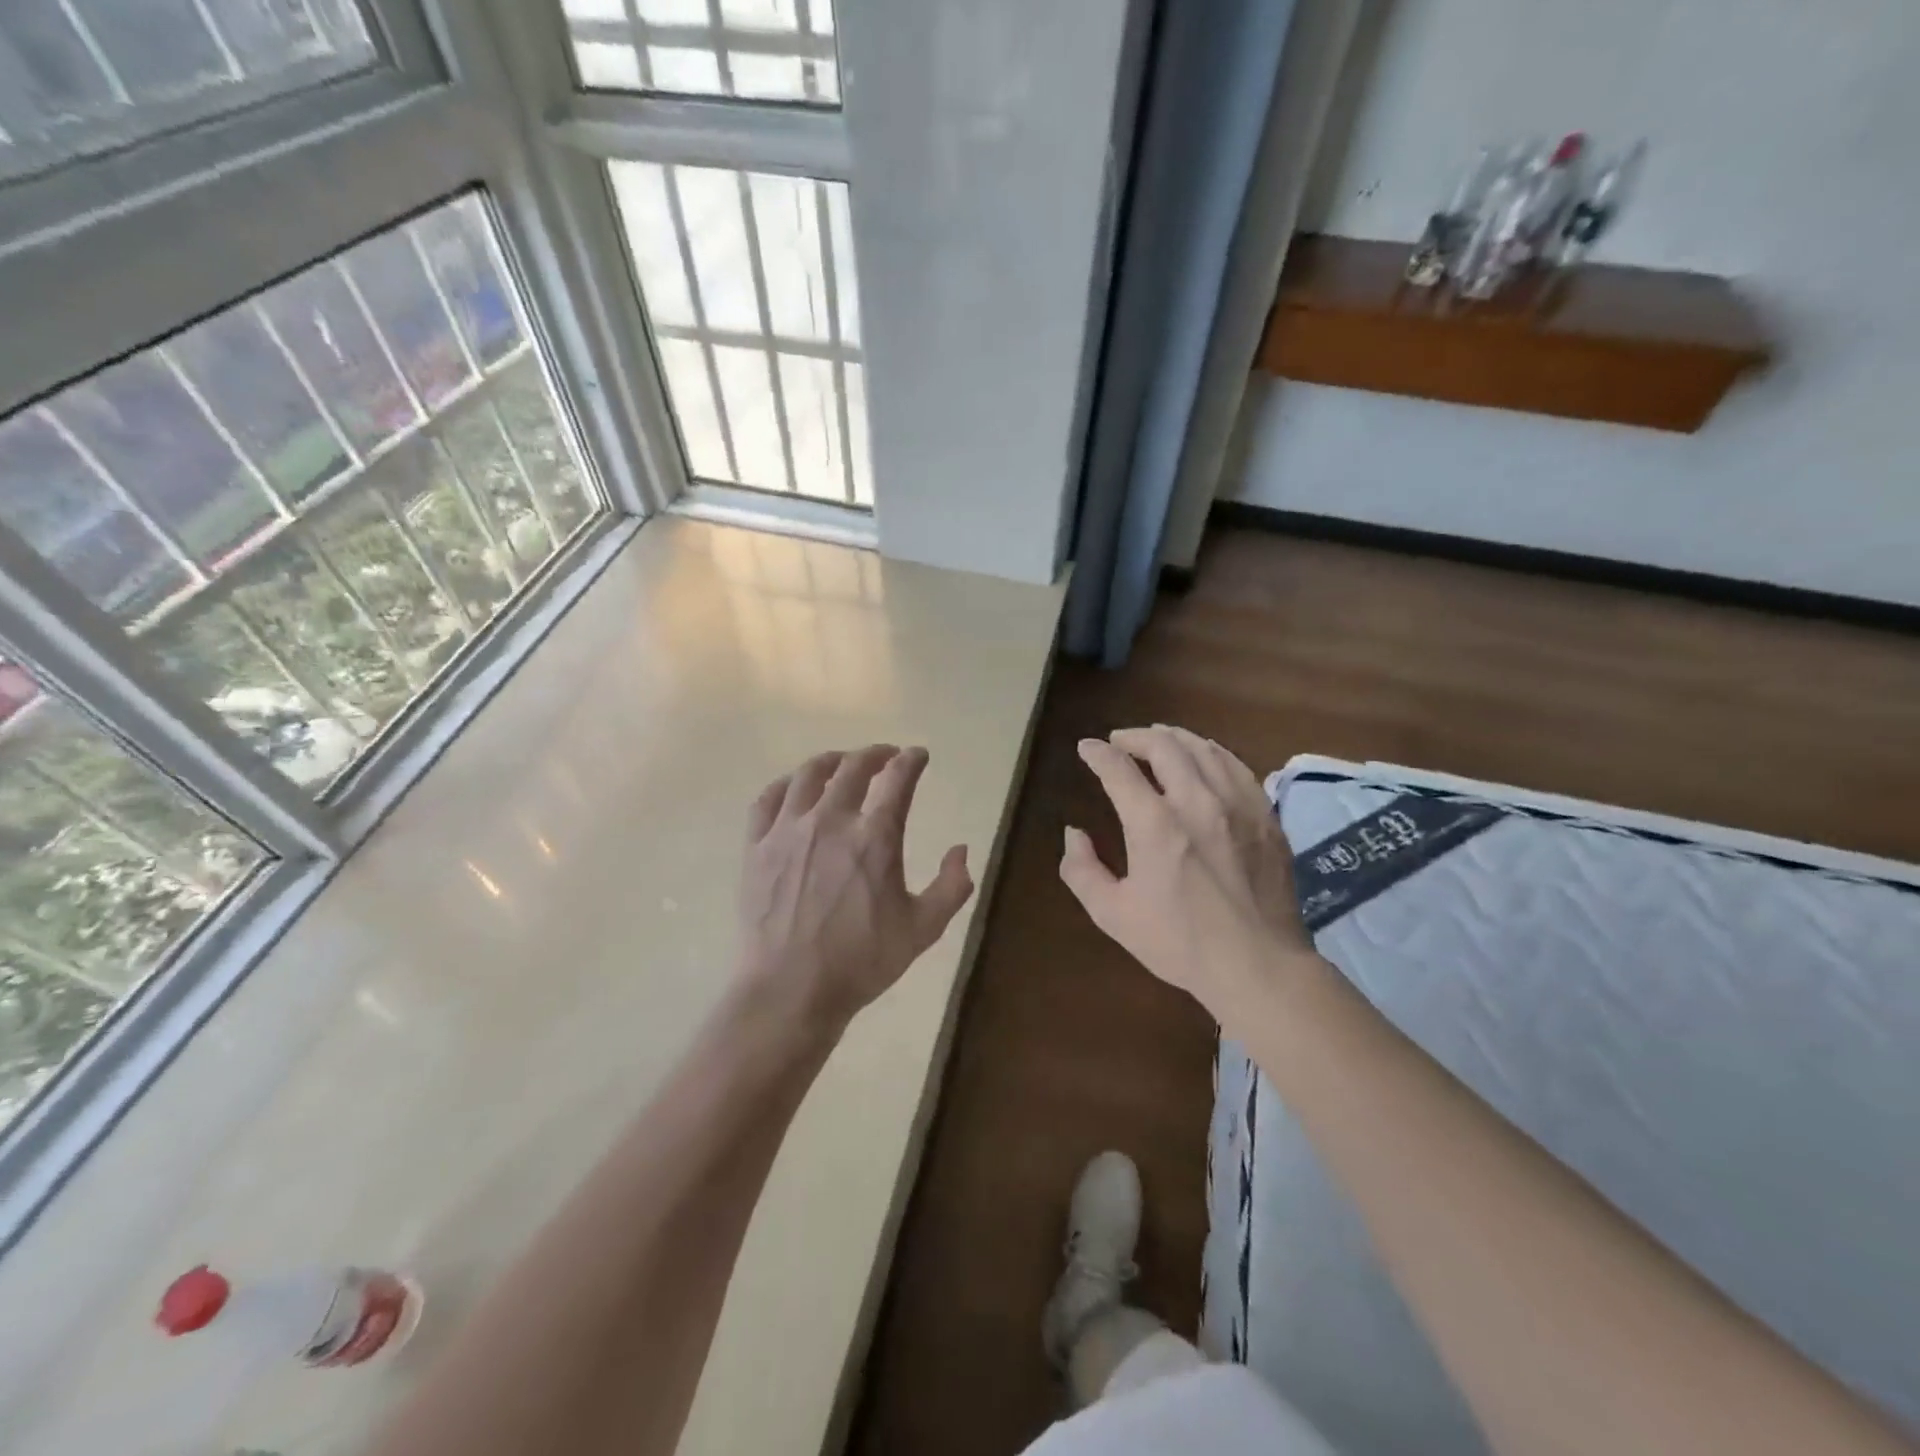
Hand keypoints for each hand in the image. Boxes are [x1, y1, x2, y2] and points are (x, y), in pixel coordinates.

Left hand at [740, 745, 973, 1030]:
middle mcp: (830, 820)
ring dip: (832, 761)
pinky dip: (787, 784)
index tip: (918, 755)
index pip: (898, 778)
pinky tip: (795, 788)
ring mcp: (788, 830)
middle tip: (886, 756)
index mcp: (875, 836)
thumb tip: (962, 849)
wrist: (790, 990)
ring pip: (809, 774)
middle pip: (853, 767)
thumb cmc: (861, 961)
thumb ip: (951, 886)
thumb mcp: (923, 929)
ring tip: (842, 763)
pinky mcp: (756, 846)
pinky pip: (768, 799)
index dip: (911, 760)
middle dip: (875, 754)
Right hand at [1059, 725, 1314, 1020]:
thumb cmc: (1180, 942)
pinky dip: (1213, 753)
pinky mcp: (1265, 815)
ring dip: (1174, 738)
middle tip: (1120, 741)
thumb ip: (1082, 870)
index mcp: (1154, 824)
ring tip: (1159, 740)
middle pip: (1164, 746)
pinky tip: (1205, 757)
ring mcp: (1237, 804)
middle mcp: (1196, 801)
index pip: (1118, 769)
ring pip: (1204, 749)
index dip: (1097, 753)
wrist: (1257, 965)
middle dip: (1135, 737)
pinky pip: (1237, 766)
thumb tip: (1074, 833)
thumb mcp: (1112, 914)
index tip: (1086, 748)